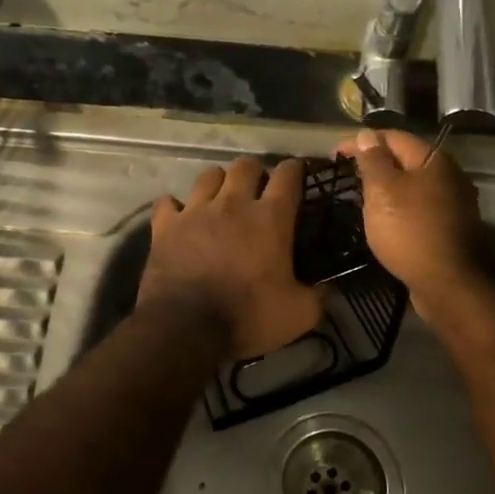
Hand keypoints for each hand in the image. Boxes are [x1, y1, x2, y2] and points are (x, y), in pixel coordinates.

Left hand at [139, 157, 324, 359]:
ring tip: (221, 198)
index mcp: (270, 218)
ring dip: (218, 182)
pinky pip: (168, 202)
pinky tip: (180, 217)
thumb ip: (318, 296)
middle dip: (255, 172)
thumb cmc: (248, 317)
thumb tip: (329, 288)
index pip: (288, 175)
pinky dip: (175, 207)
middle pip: (245, 165)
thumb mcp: (299, 315)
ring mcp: (195, 211)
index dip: (295, 170)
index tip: (297, 174)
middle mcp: (233, 203)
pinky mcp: (165, 226)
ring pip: (208, 175)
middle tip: (258, 189)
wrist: (185, 328)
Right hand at [332, 128, 483, 314]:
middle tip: (347, 173)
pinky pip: (419, 205)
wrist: (446, 283)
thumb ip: (373, 160)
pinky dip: (399, 204)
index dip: (362, 141)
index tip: (335, 154)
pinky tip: (385, 216)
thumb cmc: (409, 231)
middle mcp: (449, 174)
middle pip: (406, 158)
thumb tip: (367, 134)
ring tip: (362, 194)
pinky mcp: (450, 226)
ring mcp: (453, 202)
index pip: (393, 137)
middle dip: (376, 162)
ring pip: (413, 183)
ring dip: (388, 185)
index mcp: (433, 160)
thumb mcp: (383, 191)